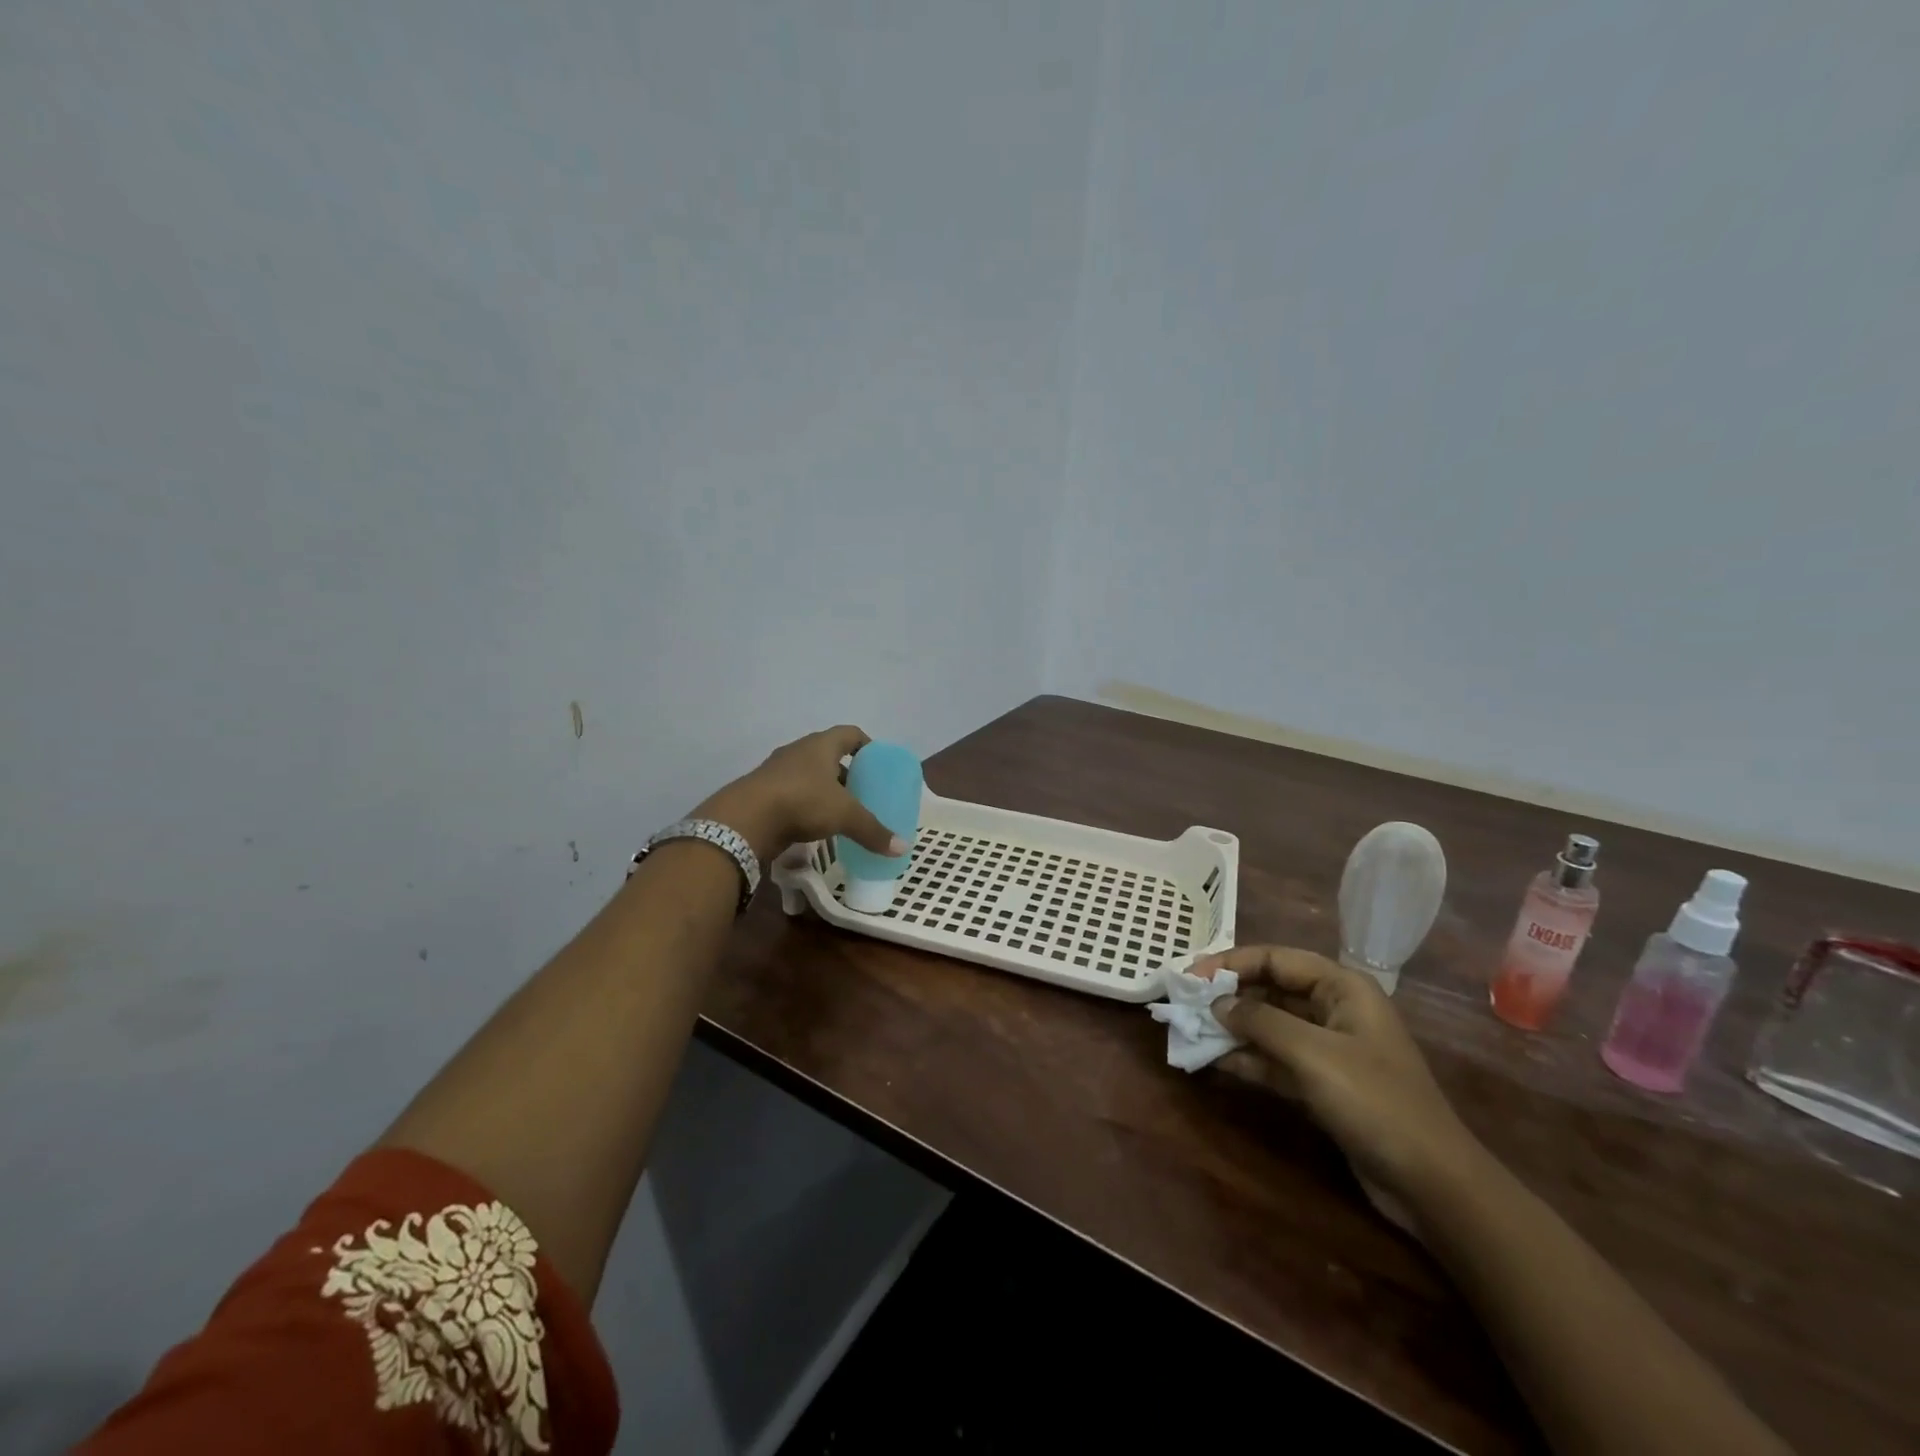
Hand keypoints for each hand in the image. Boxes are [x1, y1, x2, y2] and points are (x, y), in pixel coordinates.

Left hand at [696, 725, 905, 863]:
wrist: (745, 819)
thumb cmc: (802, 802)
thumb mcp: (844, 815)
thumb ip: (873, 830)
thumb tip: (902, 847)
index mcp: (821, 745)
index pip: (850, 734)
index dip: (867, 745)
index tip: (879, 763)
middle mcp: (799, 751)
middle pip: (829, 755)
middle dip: (847, 772)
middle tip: (864, 791)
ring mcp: (777, 771)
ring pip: (809, 775)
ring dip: (825, 789)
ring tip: (842, 810)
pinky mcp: (763, 792)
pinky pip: (793, 793)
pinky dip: (806, 804)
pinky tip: (815, 824)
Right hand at [1196, 945, 1485, 1215]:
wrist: (1432, 1184)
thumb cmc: (1374, 1101)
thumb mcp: (1311, 1054)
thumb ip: (1259, 1021)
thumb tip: (1216, 1004)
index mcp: (1342, 987)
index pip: (1275, 958)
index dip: (1230, 963)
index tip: (1190, 975)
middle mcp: (1335, 1009)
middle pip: (1271, 990)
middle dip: (1229, 996)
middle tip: (1185, 1004)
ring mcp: (1330, 1049)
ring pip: (1270, 1026)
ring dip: (1233, 1029)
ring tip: (1191, 1031)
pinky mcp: (1324, 1084)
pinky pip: (1276, 1060)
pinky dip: (1248, 1059)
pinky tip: (1216, 1062)